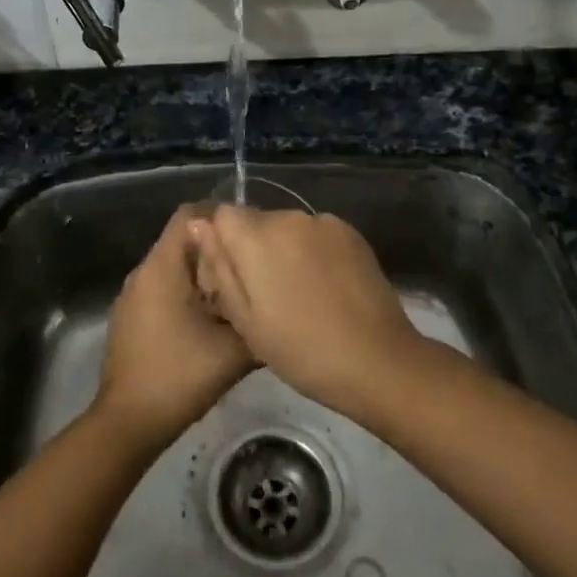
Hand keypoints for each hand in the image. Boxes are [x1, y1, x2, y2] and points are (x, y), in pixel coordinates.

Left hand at [96, 206, 253, 447]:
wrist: (129, 422)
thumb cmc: (179, 376)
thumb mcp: (234, 350)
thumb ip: (257, 318)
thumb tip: (280, 301)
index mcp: (163, 267)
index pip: (190, 214)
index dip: (222, 216)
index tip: (253, 233)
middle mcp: (143, 271)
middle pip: (183, 239)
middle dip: (217, 246)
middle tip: (254, 262)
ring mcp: (133, 294)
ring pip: (174, 265)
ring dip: (203, 271)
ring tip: (239, 288)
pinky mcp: (131, 316)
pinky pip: (163, 287)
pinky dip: (188, 291)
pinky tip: (212, 317)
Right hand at [191, 207, 421, 416]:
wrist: (377, 361)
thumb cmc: (300, 349)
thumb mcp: (245, 319)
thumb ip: (219, 266)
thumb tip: (199, 224)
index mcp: (256, 237)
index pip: (223, 215)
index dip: (223, 243)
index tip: (233, 279)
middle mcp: (289, 217)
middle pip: (257, 220)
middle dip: (254, 248)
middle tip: (267, 295)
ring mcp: (324, 222)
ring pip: (288, 228)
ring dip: (285, 249)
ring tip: (301, 294)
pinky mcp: (352, 233)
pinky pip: (317, 234)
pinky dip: (313, 252)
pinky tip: (326, 287)